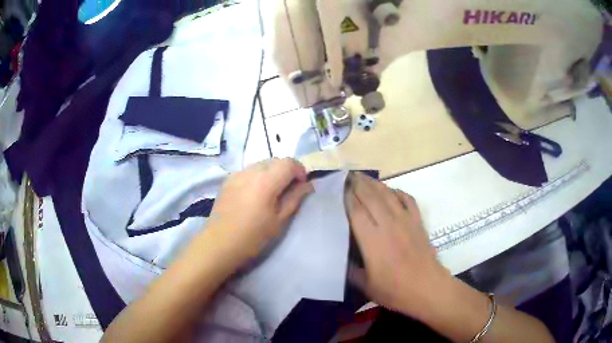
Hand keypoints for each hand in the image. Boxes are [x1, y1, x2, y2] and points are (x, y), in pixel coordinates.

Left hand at [206, 158, 312, 263]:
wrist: (219, 243)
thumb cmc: (253, 236)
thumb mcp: (279, 220)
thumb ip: (295, 198)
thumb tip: (307, 185)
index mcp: (266, 180)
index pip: (289, 162)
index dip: (300, 170)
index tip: (301, 185)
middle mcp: (251, 170)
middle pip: (275, 161)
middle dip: (286, 171)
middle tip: (288, 190)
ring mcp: (237, 173)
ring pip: (261, 164)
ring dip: (272, 173)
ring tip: (271, 193)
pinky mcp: (228, 179)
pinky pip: (249, 170)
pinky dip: (258, 176)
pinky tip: (255, 194)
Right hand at [346, 173, 449, 316]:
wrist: (427, 288)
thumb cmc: (395, 290)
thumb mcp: (366, 286)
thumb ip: (351, 271)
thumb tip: (342, 259)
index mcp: (372, 239)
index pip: (356, 211)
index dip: (347, 197)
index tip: (339, 188)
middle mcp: (388, 224)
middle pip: (371, 197)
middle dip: (359, 184)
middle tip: (348, 176)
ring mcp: (405, 221)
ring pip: (388, 195)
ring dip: (375, 184)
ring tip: (365, 177)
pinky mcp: (418, 222)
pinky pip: (408, 200)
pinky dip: (399, 192)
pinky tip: (393, 191)